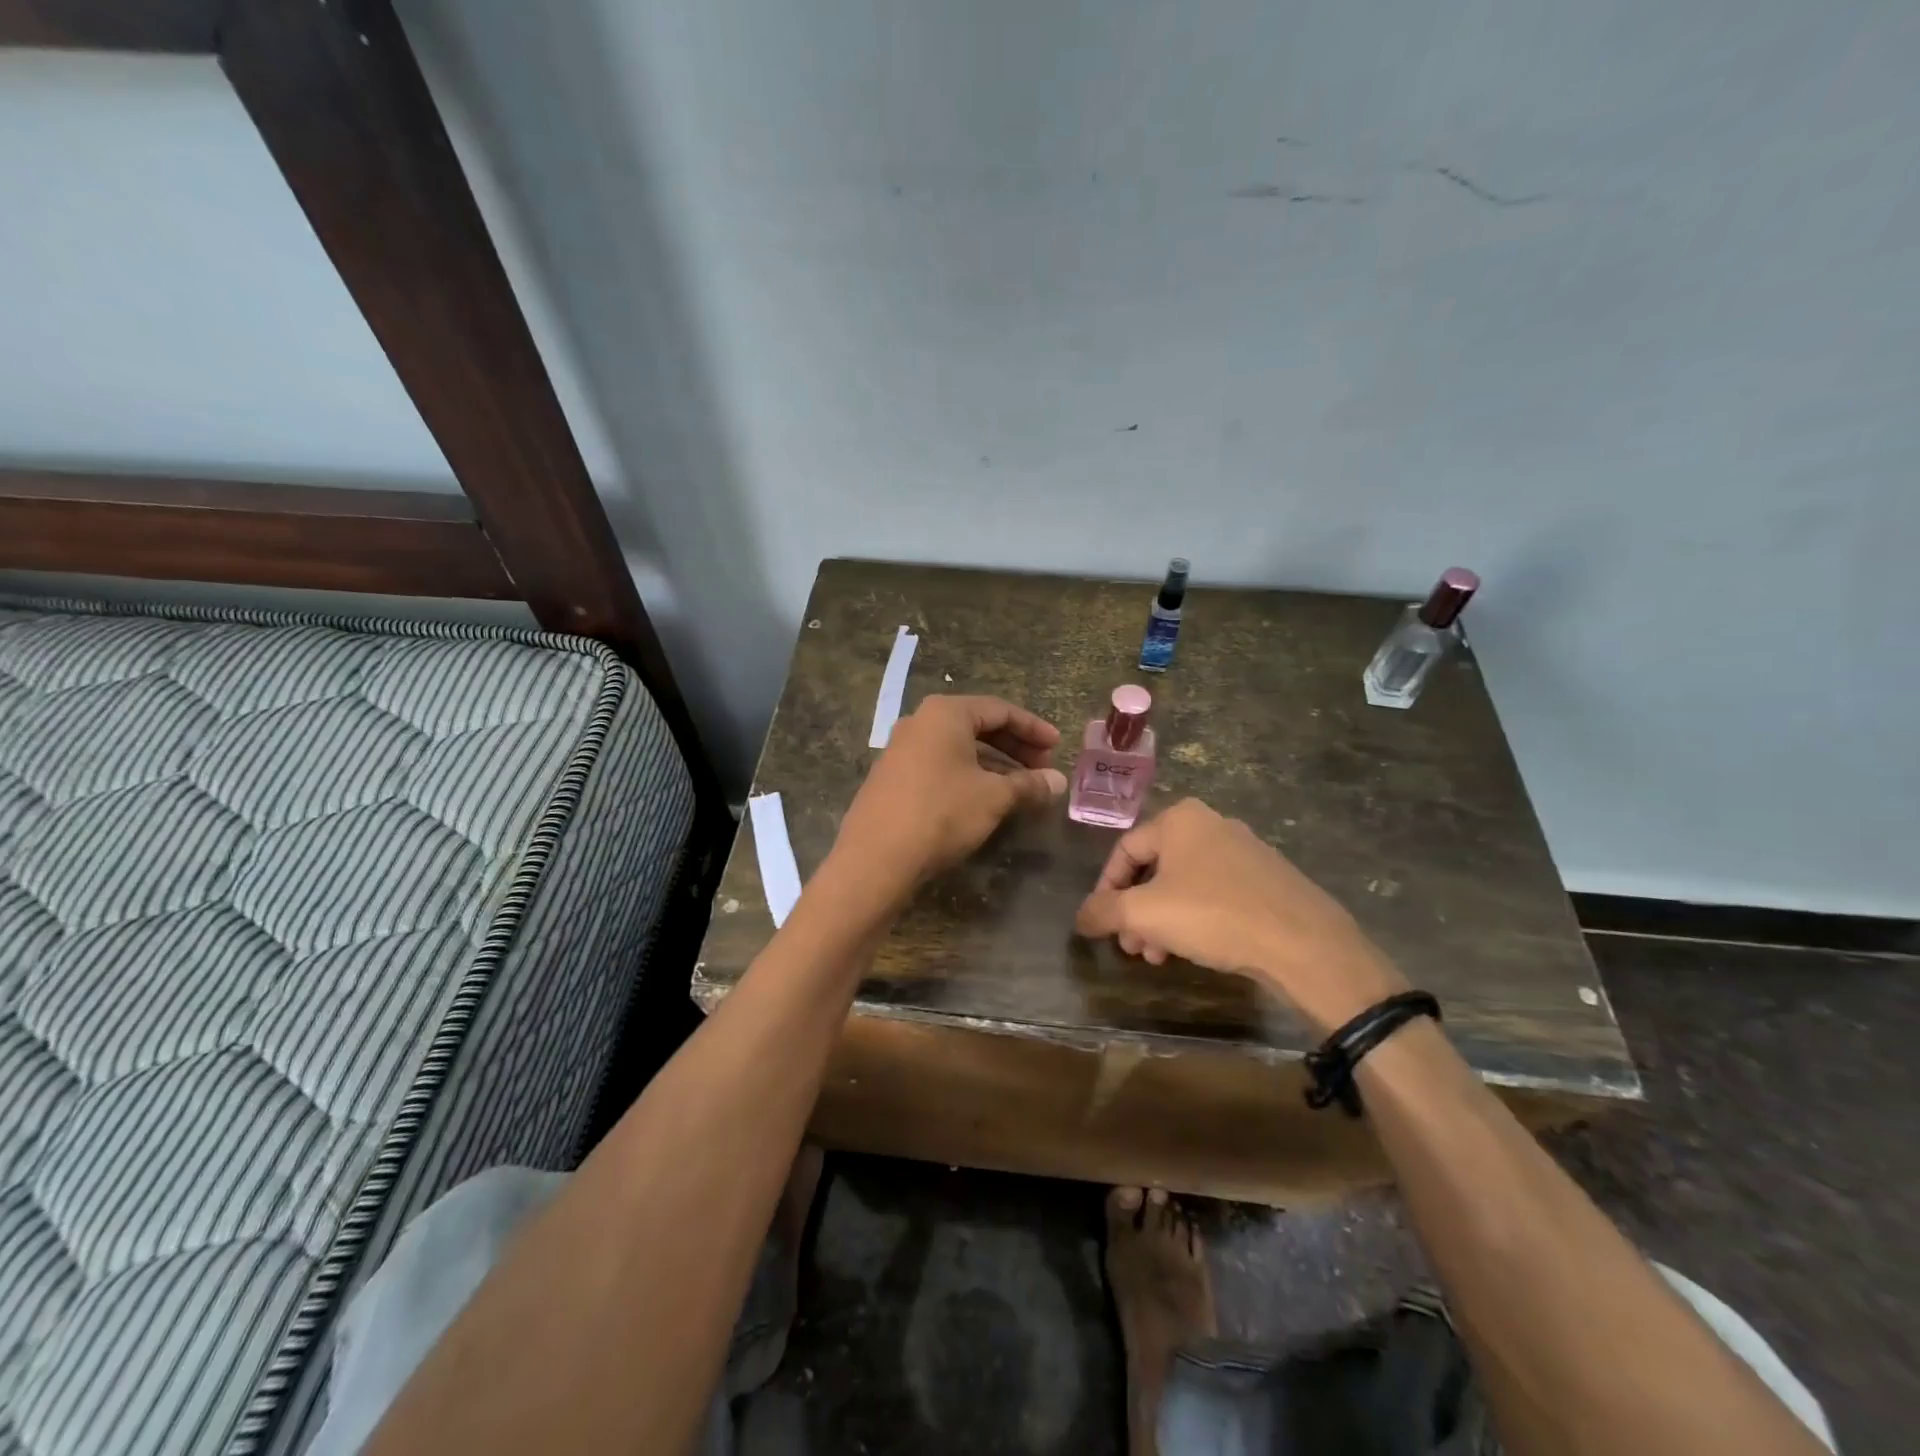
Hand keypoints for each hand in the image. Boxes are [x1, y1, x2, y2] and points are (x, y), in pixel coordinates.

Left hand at [833, 695, 1066, 890]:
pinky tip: (985, 799)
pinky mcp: (892, 777)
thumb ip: (1029, 784)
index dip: (1034, 728)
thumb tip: (1059, 782)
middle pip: (978, 725)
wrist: (876, 858)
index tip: (1058, 746)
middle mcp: (920, 722)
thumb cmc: (941, 813)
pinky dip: (968, 775)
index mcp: (945, 713)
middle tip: (1043, 768)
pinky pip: (940, 764)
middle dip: (1015, 746)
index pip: (1000, 710)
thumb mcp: (994, 797)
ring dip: (993, 763)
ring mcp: (901, 749)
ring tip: (1020, 787)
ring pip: (958, 747)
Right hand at [1074, 798, 1407, 1033]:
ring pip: (1185, 884)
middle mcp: (1212, 824)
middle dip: (1136, 911)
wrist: (1304, 944)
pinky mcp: (1269, 879)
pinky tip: (1194, 951)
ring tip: (1158, 957)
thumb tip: (1081, 917)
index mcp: (1180, 819)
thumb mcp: (1145, 914)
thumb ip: (1104, 911)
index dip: (1105, 888)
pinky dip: (1195, 919)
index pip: (1124, 850)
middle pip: (1155, 868)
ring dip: (1163, 920)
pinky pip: (1216, 894)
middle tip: (1130, 947)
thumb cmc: (1214, 916)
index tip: (1100, 924)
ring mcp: (1245, 850)